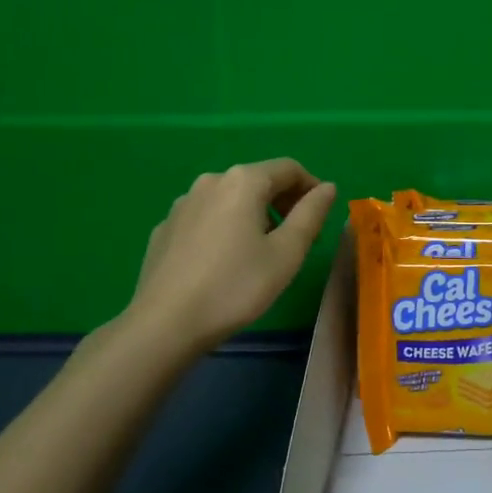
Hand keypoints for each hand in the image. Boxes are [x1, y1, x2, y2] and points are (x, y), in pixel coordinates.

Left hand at [125, 159, 337, 353]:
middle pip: (258, 181)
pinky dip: (226, 228)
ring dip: (255, 216)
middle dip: (284, 203)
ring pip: (231, 200)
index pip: (289, 169)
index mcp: (243, 182)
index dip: (312, 188)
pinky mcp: (165, 228)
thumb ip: (312, 213)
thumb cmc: (236, 286)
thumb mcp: (287, 252)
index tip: (321, 219)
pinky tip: (225, 262)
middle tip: (299, 240)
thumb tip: (327, 187)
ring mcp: (182, 204)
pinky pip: (207, 218)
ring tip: (263, 253)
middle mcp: (210, 182)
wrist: (165, 324)